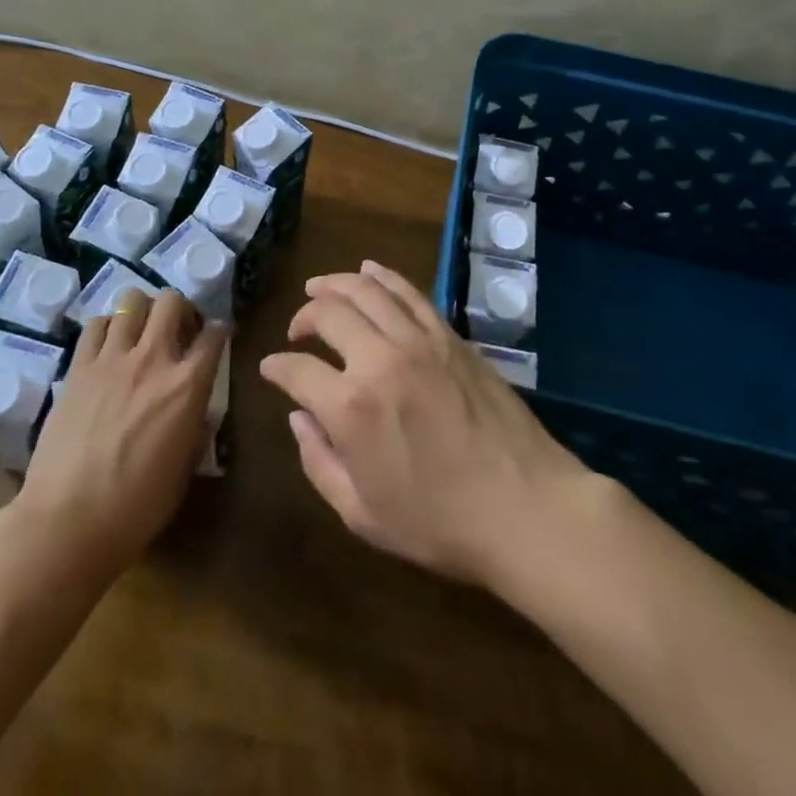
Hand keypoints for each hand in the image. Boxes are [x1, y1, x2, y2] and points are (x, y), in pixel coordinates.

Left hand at [16, 287, 226, 573]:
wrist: (69, 521)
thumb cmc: (137, 507)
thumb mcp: (185, 469)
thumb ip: (196, 427)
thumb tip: (197, 409)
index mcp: (188, 385)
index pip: (215, 335)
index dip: (220, 332)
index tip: (217, 337)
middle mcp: (153, 358)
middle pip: (172, 301)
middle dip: (181, 309)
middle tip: (178, 331)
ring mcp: (112, 358)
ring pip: (132, 301)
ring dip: (143, 311)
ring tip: (140, 333)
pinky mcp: (79, 367)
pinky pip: (96, 324)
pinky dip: (107, 327)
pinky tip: (108, 346)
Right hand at [259, 260, 588, 589]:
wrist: (525, 507)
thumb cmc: (439, 523)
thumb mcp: (362, 514)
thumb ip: (319, 461)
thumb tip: (298, 417)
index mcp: (349, 408)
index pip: (296, 370)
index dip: (276, 367)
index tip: (271, 368)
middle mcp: (378, 359)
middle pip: (328, 313)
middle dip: (303, 316)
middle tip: (298, 330)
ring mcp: (418, 340)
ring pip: (366, 290)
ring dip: (335, 284)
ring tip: (319, 288)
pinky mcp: (449, 335)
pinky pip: (409, 292)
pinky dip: (382, 276)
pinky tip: (368, 272)